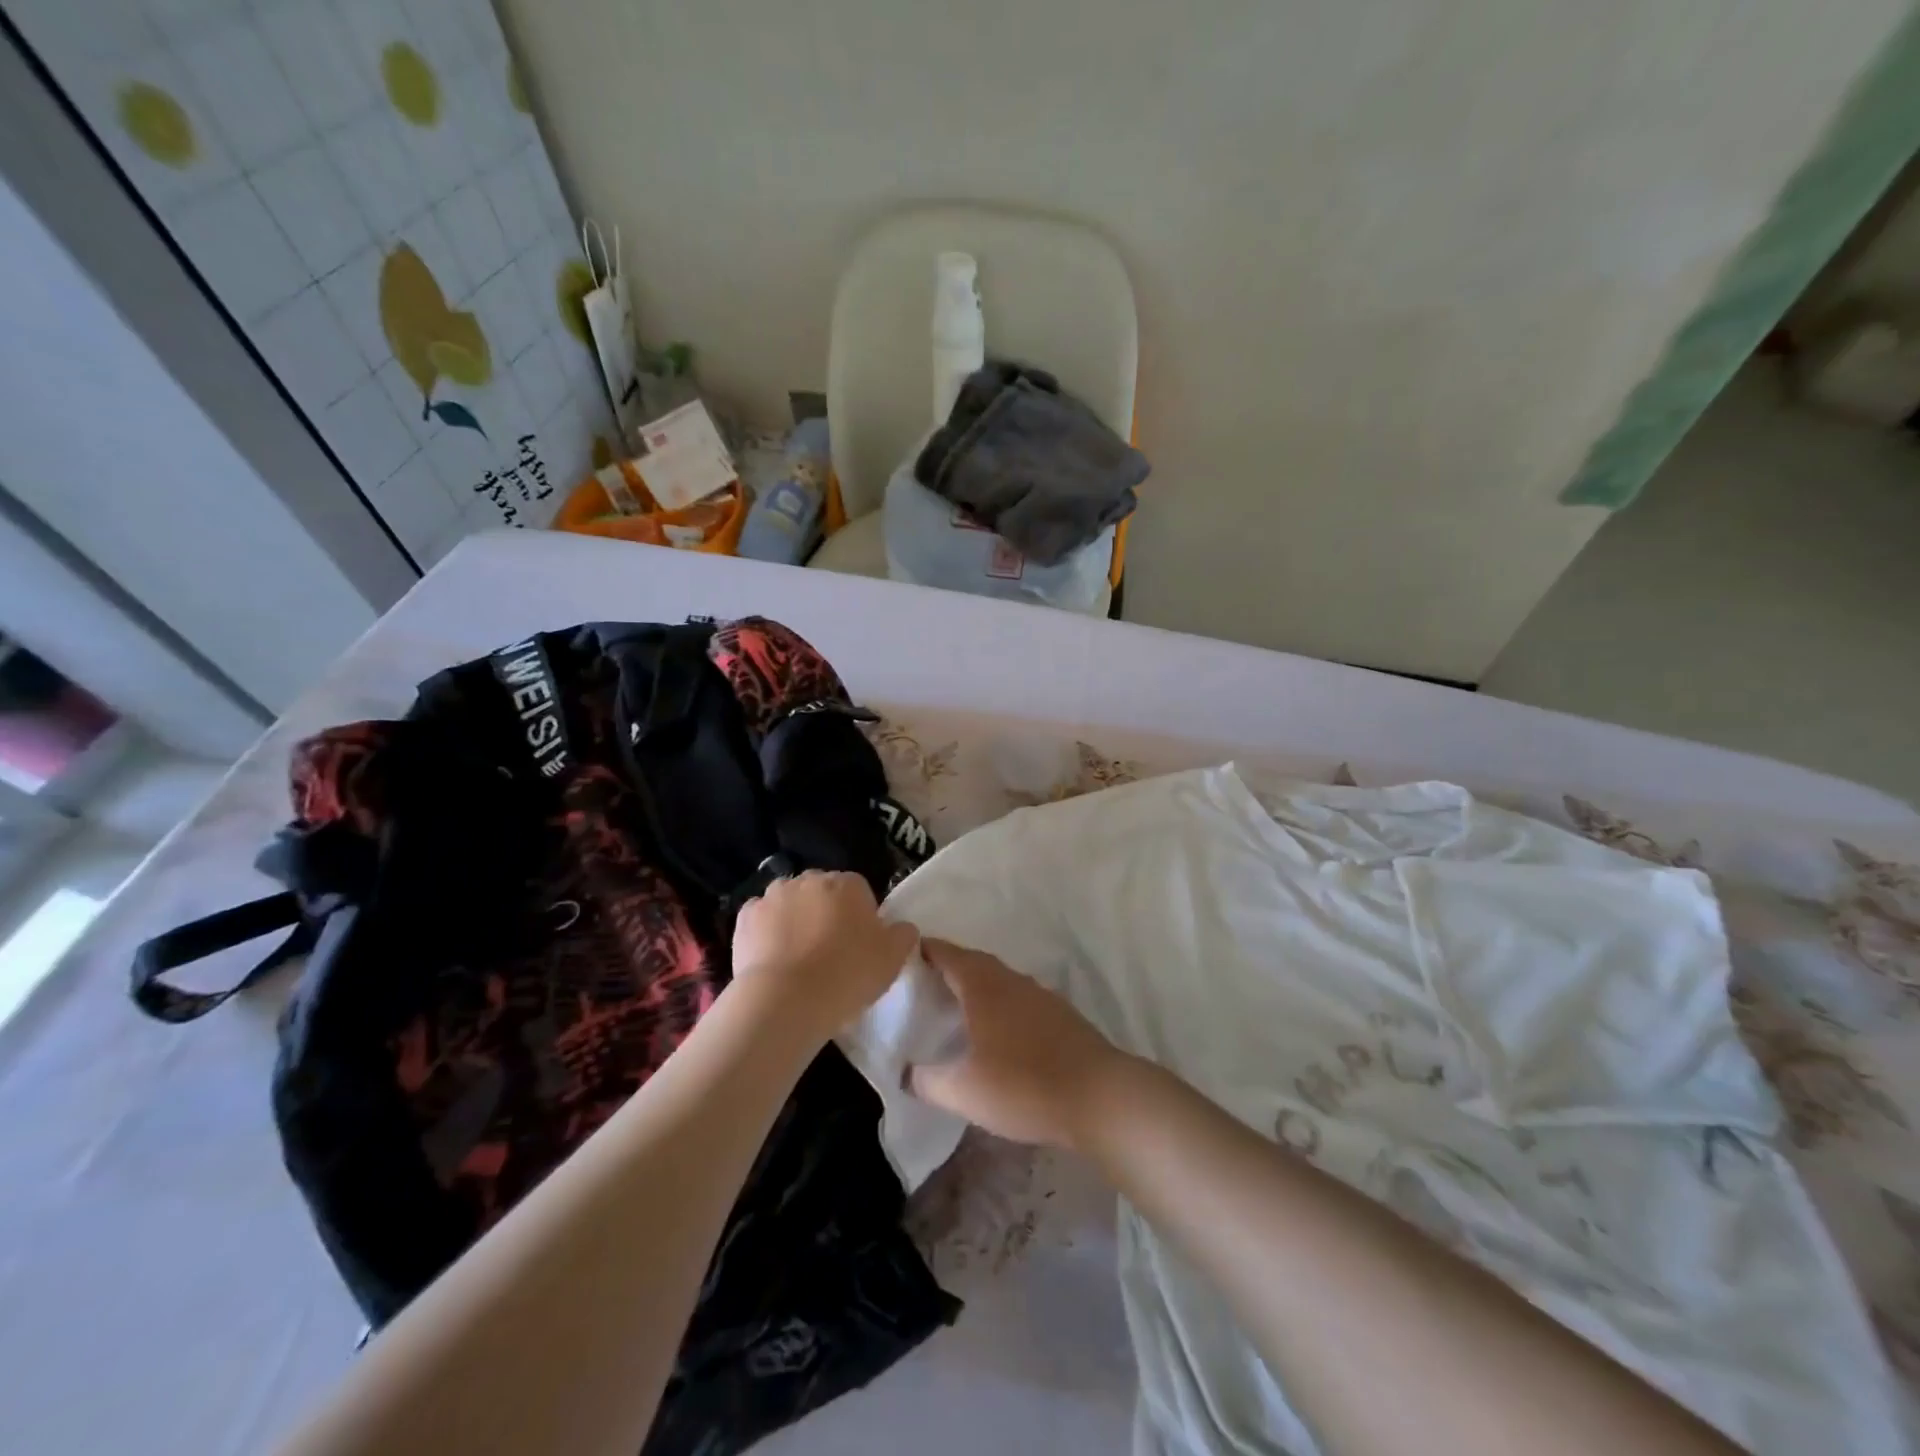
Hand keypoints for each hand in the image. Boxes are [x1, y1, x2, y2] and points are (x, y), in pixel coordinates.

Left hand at [731, 871, 918, 1043]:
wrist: (785, 1000)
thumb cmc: (847, 974)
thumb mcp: (893, 959)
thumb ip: (903, 935)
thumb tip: (902, 927)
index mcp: (848, 883)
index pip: (860, 891)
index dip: (861, 918)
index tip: (860, 946)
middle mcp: (810, 879)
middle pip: (823, 893)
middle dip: (826, 913)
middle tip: (831, 952)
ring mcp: (773, 895)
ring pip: (790, 903)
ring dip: (795, 920)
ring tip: (799, 959)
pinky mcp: (745, 917)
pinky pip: (761, 920)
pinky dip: (766, 933)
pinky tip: (773, 959)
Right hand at [907, 939, 1126, 1149]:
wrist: (1099, 1096)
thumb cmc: (1023, 1085)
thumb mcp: (963, 1091)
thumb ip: (927, 1080)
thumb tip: (905, 1072)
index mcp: (983, 986)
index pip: (946, 954)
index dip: (923, 950)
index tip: (900, 954)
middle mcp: (1011, 980)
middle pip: (973, 962)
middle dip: (947, 967)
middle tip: (922, 983)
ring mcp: (1039, 995)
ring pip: (998, 979)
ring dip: (975, 986)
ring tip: (954, 1007)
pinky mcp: (1060, 1015)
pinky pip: (1018, 998)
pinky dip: (999, 1004)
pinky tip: (996, 1031)